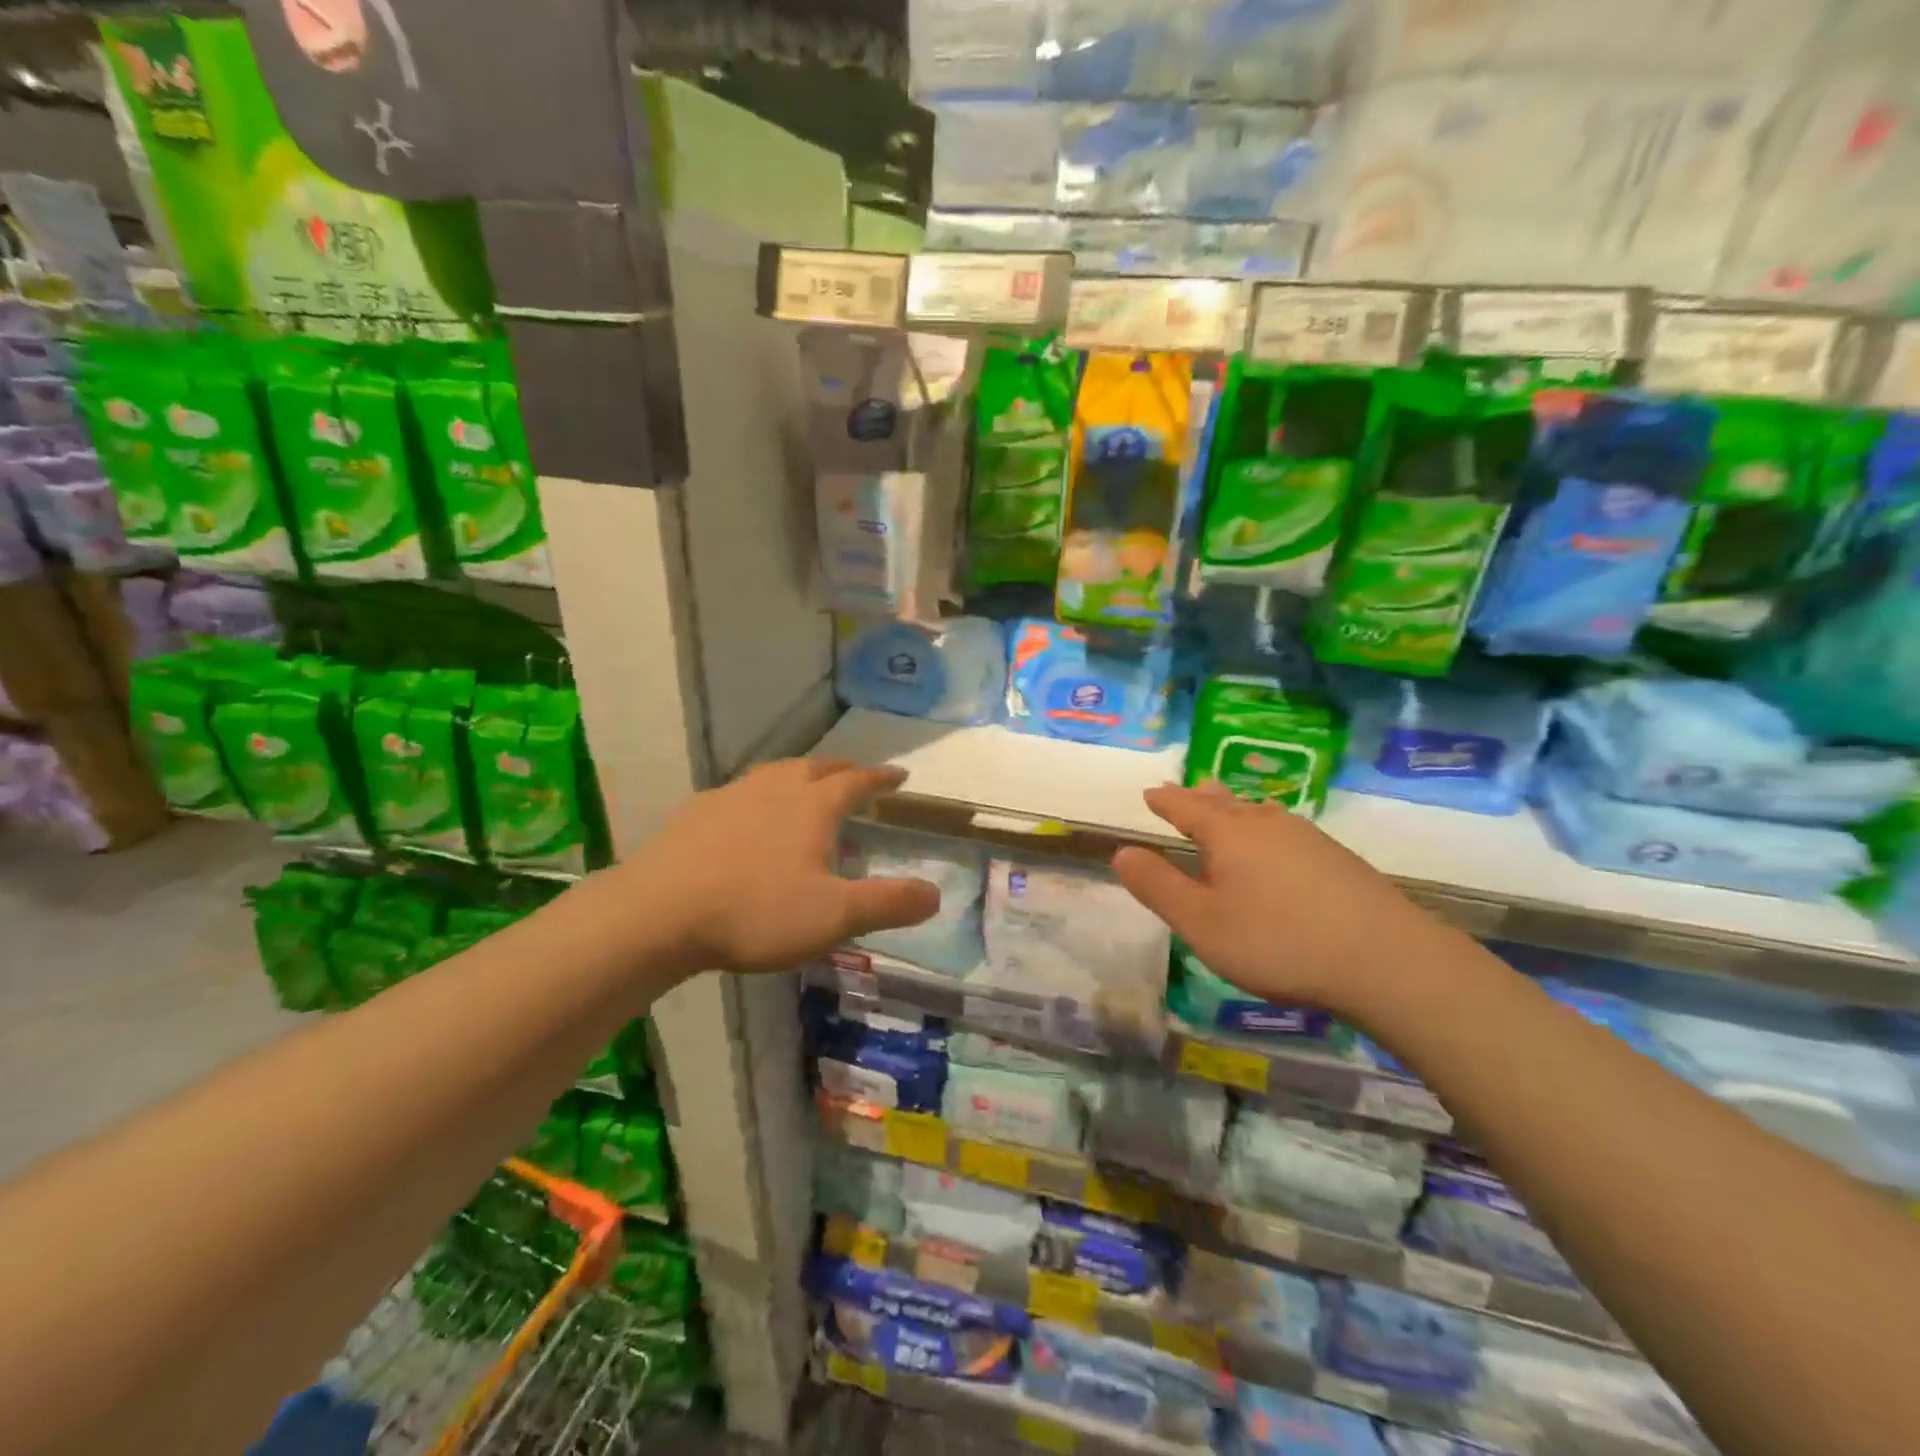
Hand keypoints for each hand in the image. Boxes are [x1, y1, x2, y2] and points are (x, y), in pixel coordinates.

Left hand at [627, 758, 938, 973]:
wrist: (659, 913)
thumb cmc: (756, 911)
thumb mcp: (835, 915)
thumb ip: (889, 903)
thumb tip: (936, 893)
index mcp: (811, 806)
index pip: (856, 781)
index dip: (880, 778)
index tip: (899, 775)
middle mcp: (774, 790)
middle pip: (815, 767)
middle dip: (841, 769)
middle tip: (856, 775)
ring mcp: (730, 797)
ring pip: (773, 773)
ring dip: (798, 774)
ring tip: (805, 783)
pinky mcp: (695, 814)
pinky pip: (738, 792)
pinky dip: (758, 794)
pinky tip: (747, 814)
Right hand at [1110, 784, 1446, 1017]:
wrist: (1386, 959)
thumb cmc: (1278, 941)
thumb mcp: (1202, 923)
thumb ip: (1158, 886)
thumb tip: (1122, 851)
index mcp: (1229, 834)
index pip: (1187, 807)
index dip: (1166, 801)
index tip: (1150, 793)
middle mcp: (1267, 824)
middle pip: (1226, 801)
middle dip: (1200, 796)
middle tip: (1186, 787)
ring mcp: (1307, 838)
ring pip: (1260, 812)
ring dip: (1236, 806)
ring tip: (1227, 804)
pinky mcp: (1338, 859)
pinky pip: (1286, 829)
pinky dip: (1266, 827)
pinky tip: (1278, 842)